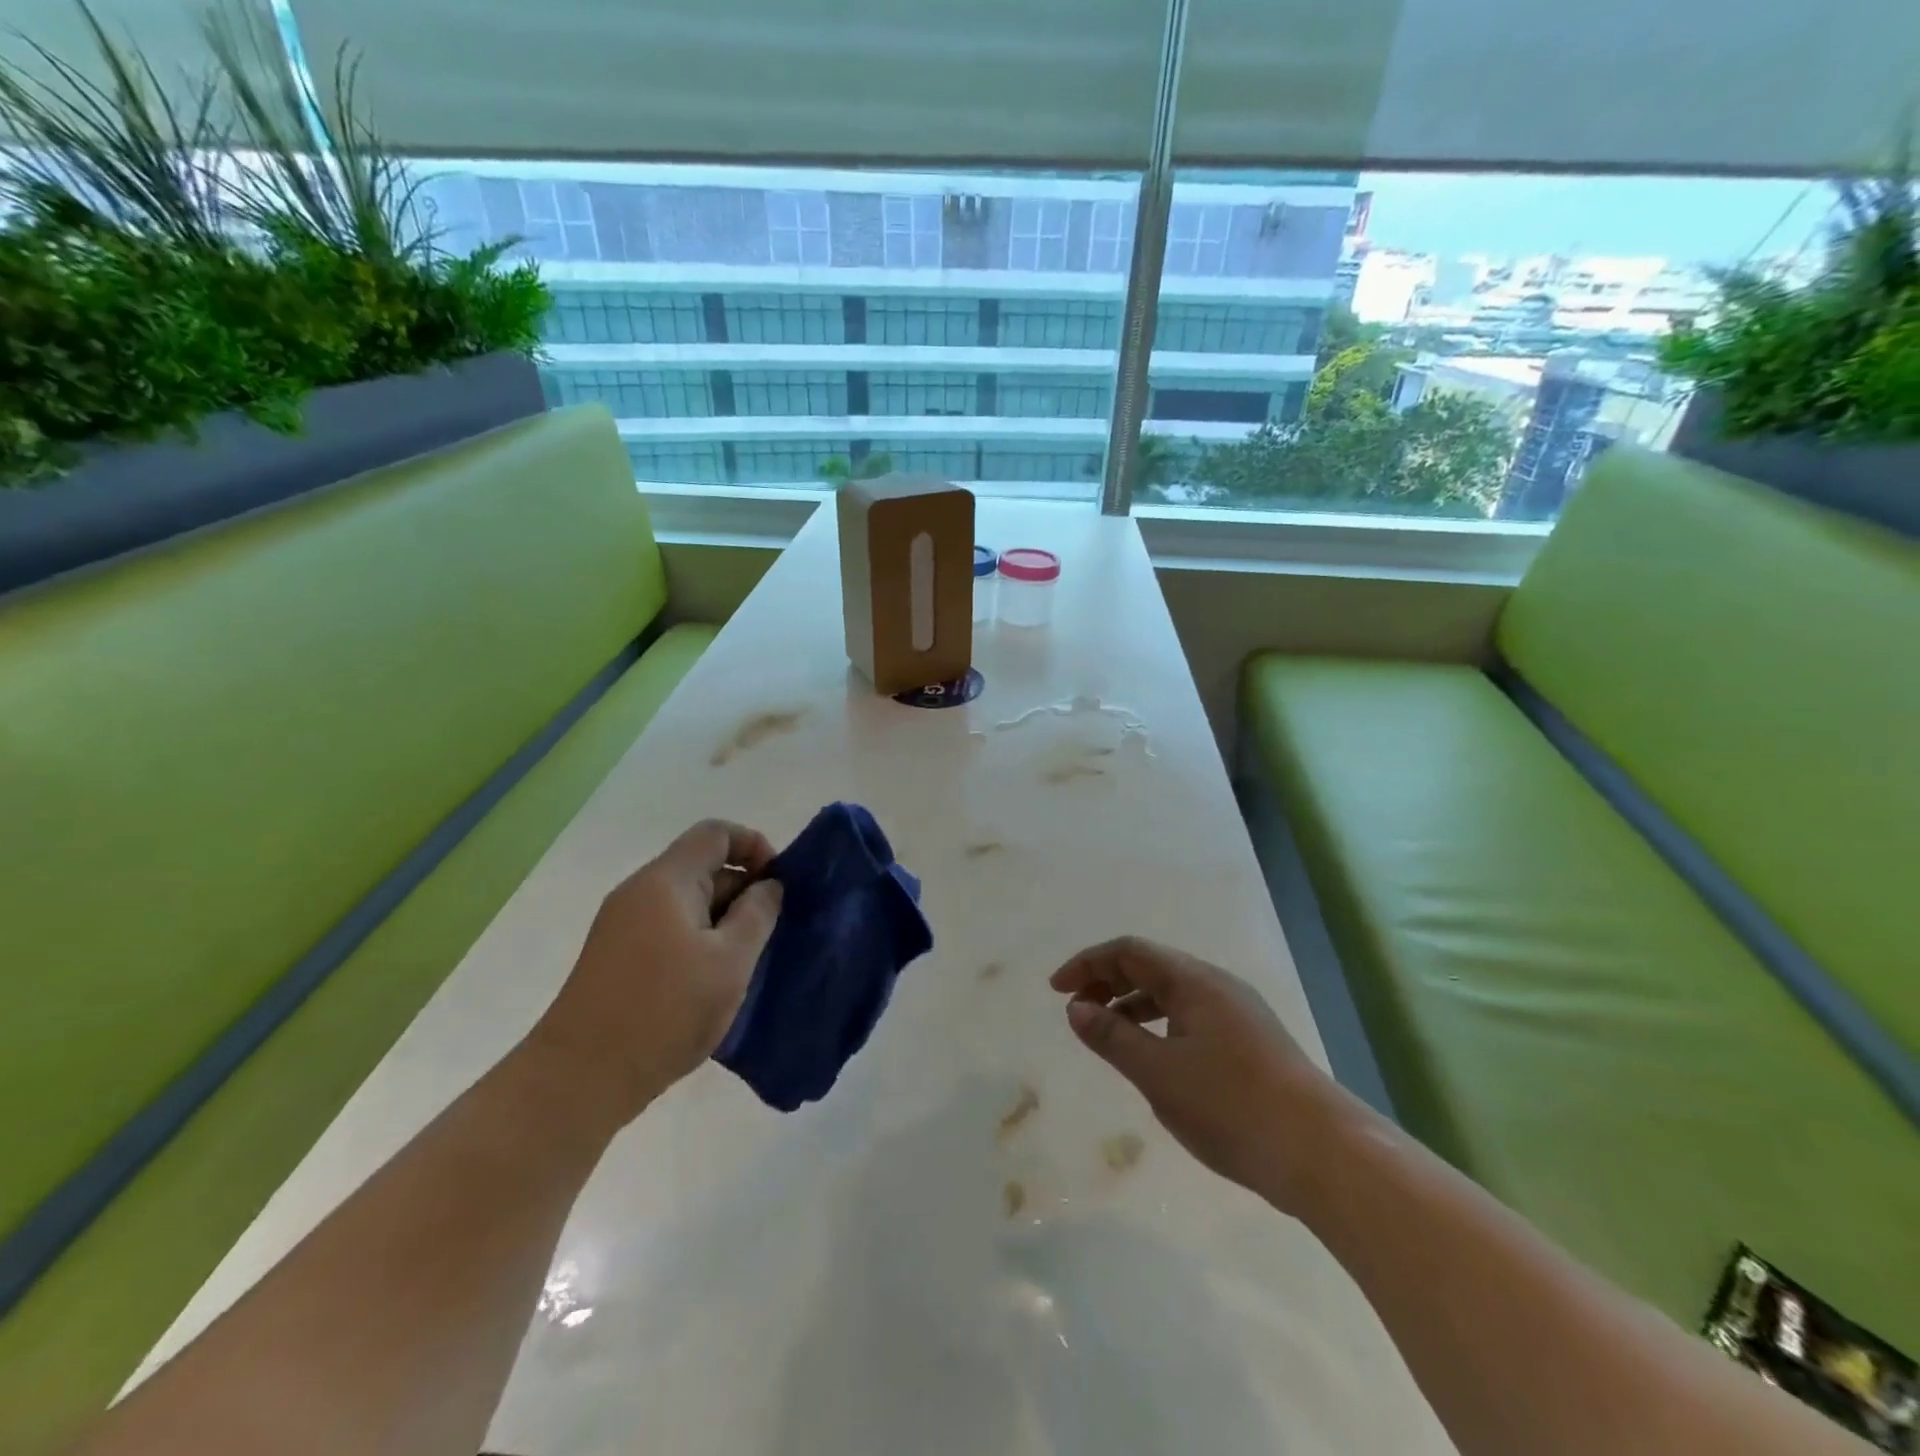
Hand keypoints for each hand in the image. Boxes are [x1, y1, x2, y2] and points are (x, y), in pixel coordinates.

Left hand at [530, 819, 782, 1127]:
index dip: (754, 846)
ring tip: (750, 960)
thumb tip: (768, 885)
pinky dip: (701, 941)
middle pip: (702, 866)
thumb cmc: (665, 1010)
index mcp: (666, 881)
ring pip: (689, 902)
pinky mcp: (618, 957)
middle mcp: (640, 892)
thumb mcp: (730, 961)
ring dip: (725, 920)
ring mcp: (624, 925)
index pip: (716, 833)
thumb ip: (758, 914)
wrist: (580, 1078)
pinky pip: (671, 929)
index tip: (779, 885)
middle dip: (743, 890)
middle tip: (773, 931)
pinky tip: (716, 980)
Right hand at [1051, 937, 1355, 1212]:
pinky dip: (1159, 1026)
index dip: (1088, 964)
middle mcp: (1217, 986)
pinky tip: (1152, 1059)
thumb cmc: (1231, 1105)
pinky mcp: (1250, 1043)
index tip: (1057, 990)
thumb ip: (1112, 1036)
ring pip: (1172, 995)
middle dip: (1107, 981)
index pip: (1129, 952)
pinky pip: (1190, 1018)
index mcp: (1194, 981)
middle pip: (1151, 967)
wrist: (1322, 1154)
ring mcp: (1238, 1014)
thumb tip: (1076, 1007)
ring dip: (1133, 1005)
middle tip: (1076, 1011)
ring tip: (1107, 1035)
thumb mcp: (1158, 1073)